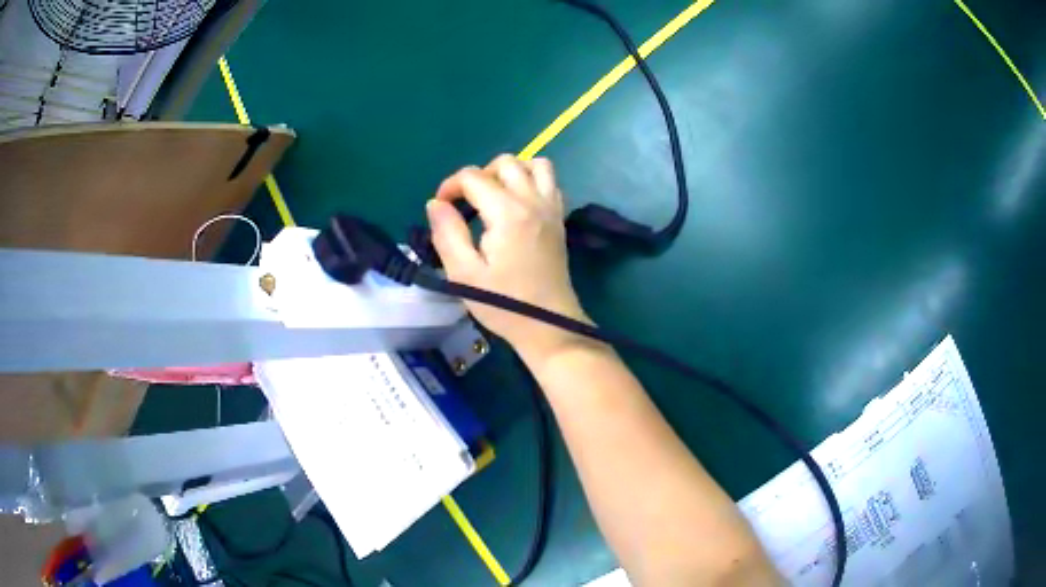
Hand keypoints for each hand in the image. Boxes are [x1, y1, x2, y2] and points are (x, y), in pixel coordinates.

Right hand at [427, 155, 590, 364]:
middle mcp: (533, 201)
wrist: (548, 325)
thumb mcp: (464, 273)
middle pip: (505, 163)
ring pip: (535, 164)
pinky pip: (550, 181)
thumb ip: (447, 233)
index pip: (473, 177)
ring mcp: (551, 208)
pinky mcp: (560, 219)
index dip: (450, 186)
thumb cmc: (504, 304)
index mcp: (507, 213)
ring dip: (510, 171)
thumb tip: (436, 203)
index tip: (441, 208)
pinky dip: (532, 180)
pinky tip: (518, 204)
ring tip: (494, 196)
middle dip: (479, 175)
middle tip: (467, 203)